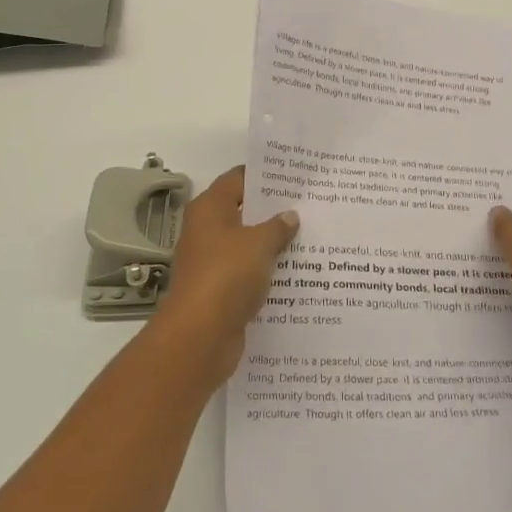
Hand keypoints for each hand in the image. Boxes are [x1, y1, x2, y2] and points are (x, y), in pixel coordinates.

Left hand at [152, 167, 298, 385]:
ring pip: (248, 245)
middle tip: (310, 205)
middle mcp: (207, 231)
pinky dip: (268, 271)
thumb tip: (289, 215)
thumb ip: (277, 227)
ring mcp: (212, 262)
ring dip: (273, 243)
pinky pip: (248, 273)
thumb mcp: (259, 244)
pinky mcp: (220, 291)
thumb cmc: (226, 276)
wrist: (200, 336)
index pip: (238, 179)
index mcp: (209, 209)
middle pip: (243, 212)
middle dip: (274, 210)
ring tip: (311, 236)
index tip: (294, 175)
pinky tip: (297, 272)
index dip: (264, 176)